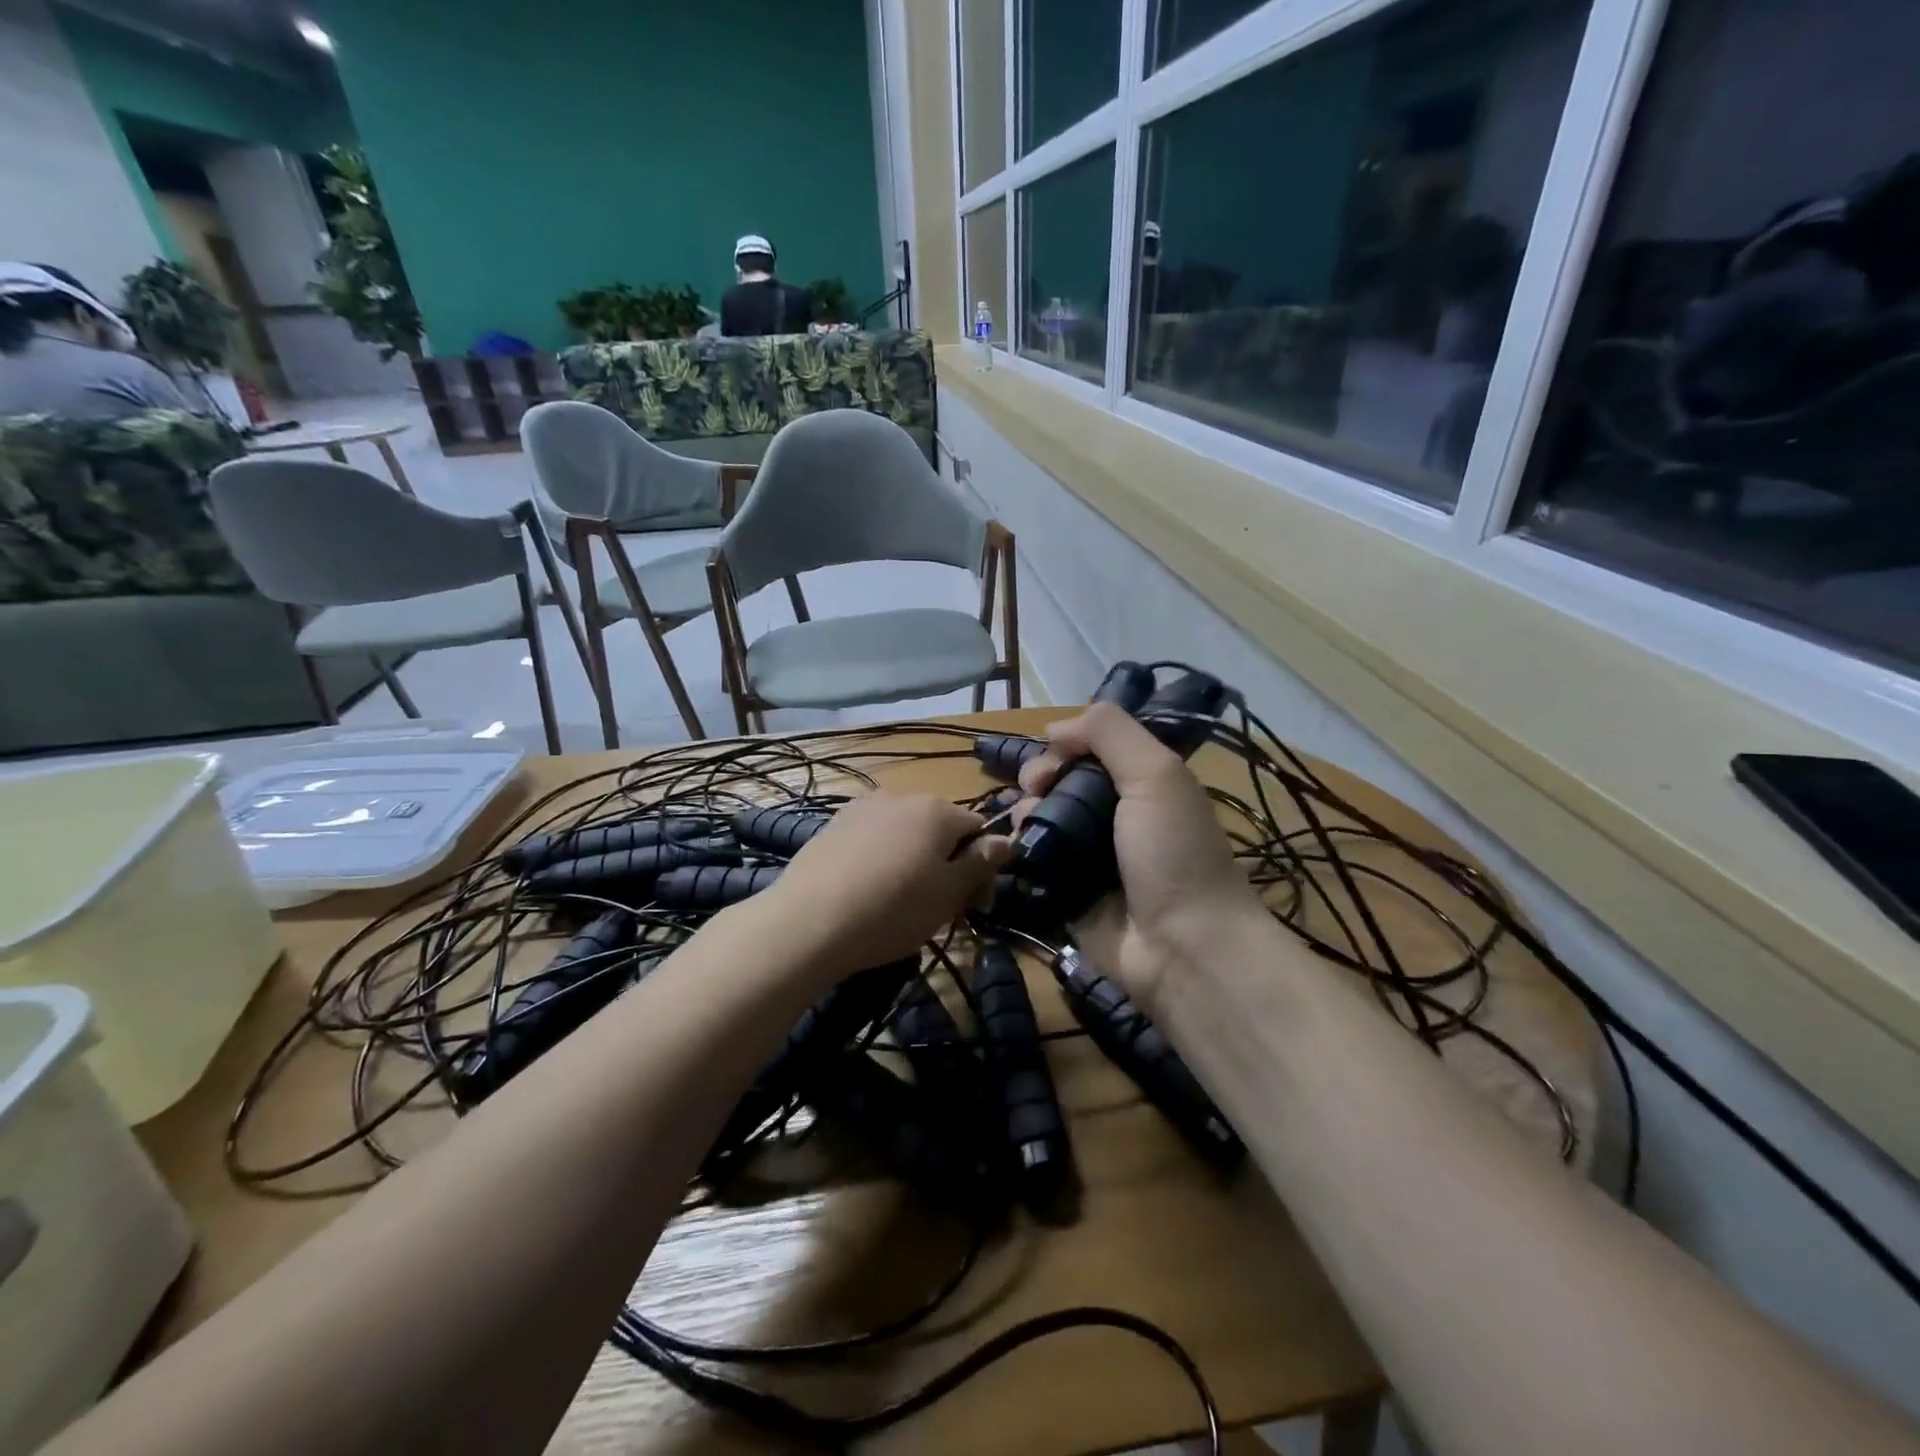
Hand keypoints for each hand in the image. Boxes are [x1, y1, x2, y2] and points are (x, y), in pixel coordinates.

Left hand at [765, 792, 1010, 974]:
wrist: (808, 922)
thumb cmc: (893, 909)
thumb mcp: (949, 894)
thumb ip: (982, 862)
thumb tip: (1008, 839)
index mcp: (937, 809)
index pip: (978, 829)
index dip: (984, 868)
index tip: (975, 906)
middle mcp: (902, 796)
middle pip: (941, 828)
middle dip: (948, 863)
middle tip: (940, 909)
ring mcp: (863, 808)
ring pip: (906, 833)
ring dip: (914, 860)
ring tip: (900, 902)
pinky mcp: (833, 825)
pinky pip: (873, 839)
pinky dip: (881, 860)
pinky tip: (868, 891)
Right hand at [1016, 704, 1262, 1011]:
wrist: (1183, 948)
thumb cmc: (1173, 852)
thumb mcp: (1156, 775)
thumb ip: (1110, 733)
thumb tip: (1054, 727)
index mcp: (1143, 785)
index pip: (1092, 750)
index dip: (1065, 746)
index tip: (1051, 756)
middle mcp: (1116, 817)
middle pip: (1061, 782)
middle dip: (1039, 778)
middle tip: (1035, 791)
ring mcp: (1089, 858)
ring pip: (1042, 819)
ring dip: (1025, 812)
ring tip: (1025, 823)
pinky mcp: (1067, 894)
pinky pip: (1034, 862)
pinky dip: (1020, 850)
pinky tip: (1015, 849)